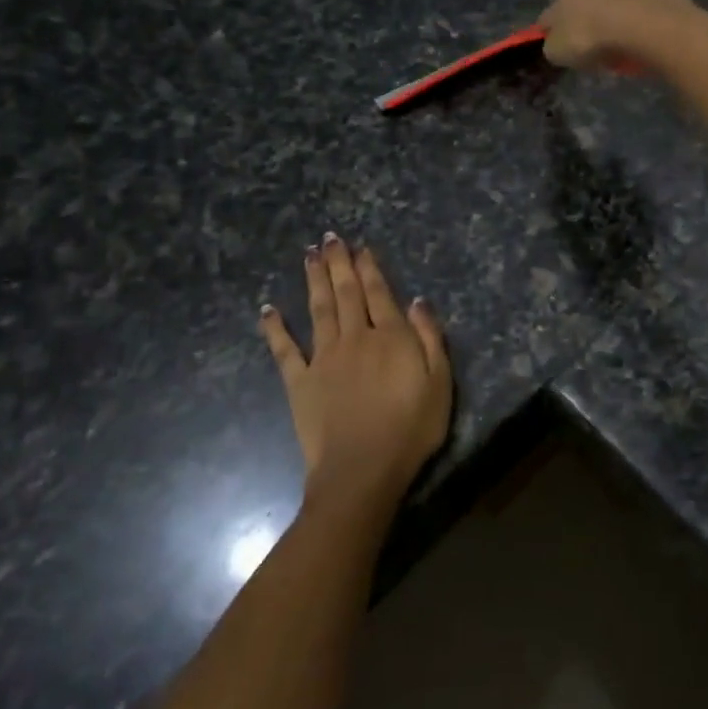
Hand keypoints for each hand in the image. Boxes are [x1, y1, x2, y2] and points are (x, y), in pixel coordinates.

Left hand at [259, 234, 451, 510]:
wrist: (362, 470)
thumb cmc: (410, 429)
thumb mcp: (440, 383)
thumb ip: (430, 339)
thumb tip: (417, 301)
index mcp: (390, 337)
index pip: (378, 292)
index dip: (368, 267)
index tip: (360, 246)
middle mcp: (354, 337)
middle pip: (345, 292)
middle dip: (338, 263)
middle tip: (329, 238)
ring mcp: (323, 358)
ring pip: (318, 309)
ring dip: (313, 280)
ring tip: (308, 255)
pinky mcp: (299, 382)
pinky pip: (284, 350)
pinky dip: (275, 328)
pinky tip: (267, 309)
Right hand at [538, 0, 695, 70]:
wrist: (646, 28)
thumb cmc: (591, 37)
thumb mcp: (557, 51)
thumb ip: (553, 44)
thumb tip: (556, 42)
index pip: (556, 7)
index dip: (556, 29)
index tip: (563, 47)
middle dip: (594, 19)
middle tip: (597, 48)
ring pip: (625, 2)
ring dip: (624, 19)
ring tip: (627, 49)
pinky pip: (653, 12)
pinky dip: (650, 25)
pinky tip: (651, 43)